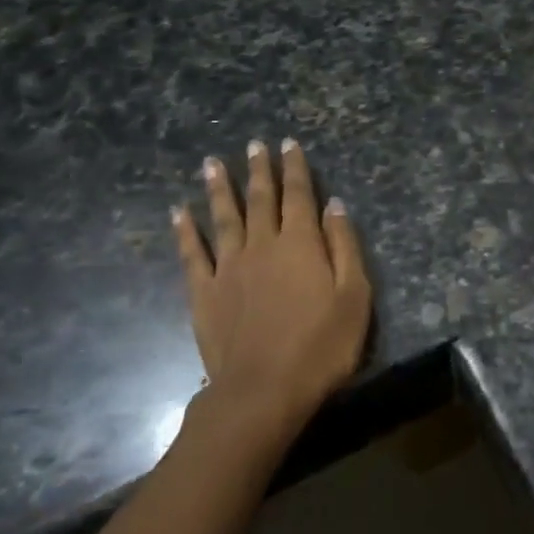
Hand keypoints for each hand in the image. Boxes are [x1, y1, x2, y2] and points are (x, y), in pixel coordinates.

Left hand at [171, 138, 371, 441]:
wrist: (264, 390)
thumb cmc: (321, 346)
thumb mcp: (355, 296)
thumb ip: (344, 246)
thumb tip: (334, 205)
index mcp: (300, 244)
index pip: (298, 196)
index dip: (294, 168)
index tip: (287, 144)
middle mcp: (262, 245)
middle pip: (260, 199)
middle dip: (258, 169)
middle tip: (253, 144)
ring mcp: (228, 268)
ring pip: (223, 218)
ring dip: (219, 189)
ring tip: (212, 163)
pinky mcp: (204, 293)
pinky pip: (192, 254)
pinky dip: (185, 231)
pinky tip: (178, 213)